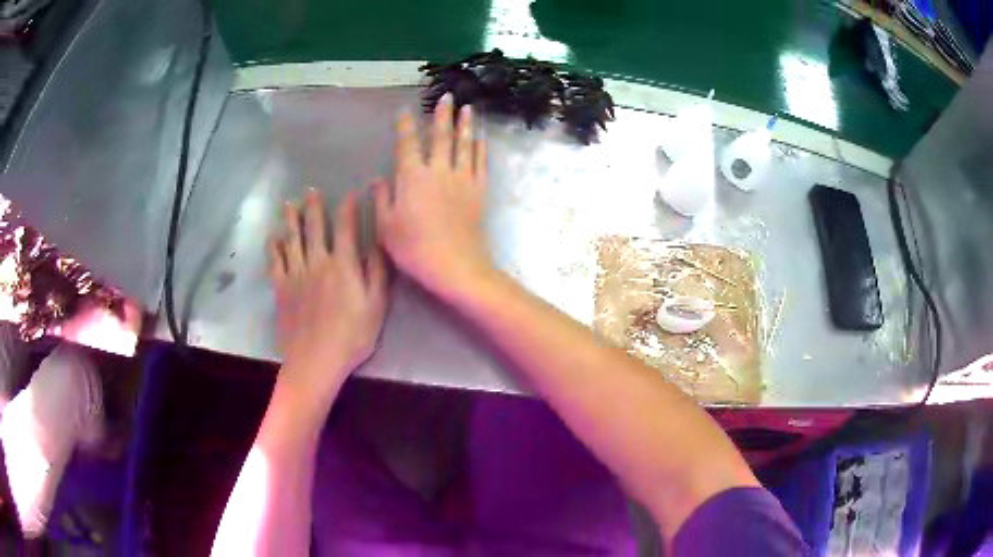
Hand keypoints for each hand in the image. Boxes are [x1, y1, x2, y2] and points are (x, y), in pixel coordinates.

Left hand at [268, 189, 386, 406]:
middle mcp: (317, 262)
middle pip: (315, 228)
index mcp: (343, 265)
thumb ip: (377, 273)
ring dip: (291, 220)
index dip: (348, 208)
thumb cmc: (351, 337)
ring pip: (292, 239)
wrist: (315, 360)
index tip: (350, 193)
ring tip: (289, 204)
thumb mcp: (376, 307)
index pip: (346, 228)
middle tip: (311, 191)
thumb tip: (378, 243)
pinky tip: (273, 238)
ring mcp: (295, 274)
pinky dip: (273, 247)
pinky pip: (275, 262)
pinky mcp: (281, 288)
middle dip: (314, 207)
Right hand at [374, 95, 491, 294]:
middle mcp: (438, 171)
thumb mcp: (386, 227)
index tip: (405, 111)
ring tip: (467, 108)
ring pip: (464, 144)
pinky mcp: (478, 191)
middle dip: (442, 115)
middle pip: (440, 136)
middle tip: (447, 97)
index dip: (405, 126)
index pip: (407, 144)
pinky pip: (480, 163)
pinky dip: (480, 148)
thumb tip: (379, 179)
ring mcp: (462, 179)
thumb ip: (382, 199)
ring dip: (465, 125)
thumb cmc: (414, 249)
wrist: (455, 265)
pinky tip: (481, 138)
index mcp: (412, 177)